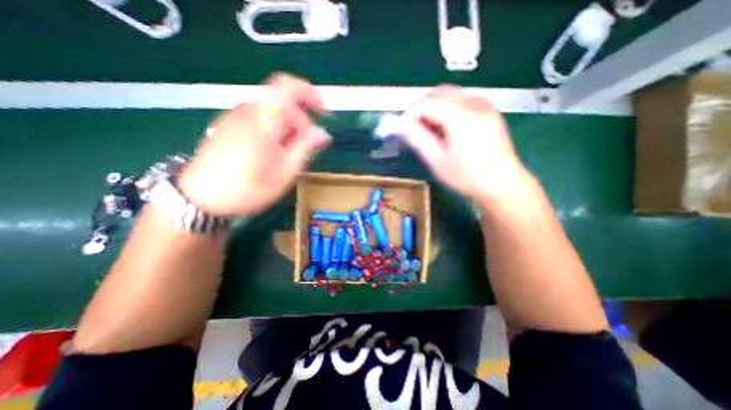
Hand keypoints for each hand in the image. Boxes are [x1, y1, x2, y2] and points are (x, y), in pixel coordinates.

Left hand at [178, 74, 330, 218]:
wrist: (199, 199)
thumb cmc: (246, 190)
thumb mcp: (284, 173)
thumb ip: (304, 149)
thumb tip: (322, 133)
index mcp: (263, 122)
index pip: (287, 87)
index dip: (309, 93)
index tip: (323, 112)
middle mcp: (247, 112)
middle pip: (283, 103)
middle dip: (301, 122)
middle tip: (307, 148)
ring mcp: (235, 117)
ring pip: (272, 112)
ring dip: (288, 129)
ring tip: (289, 155)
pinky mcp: (229, 125)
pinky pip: (260, 119)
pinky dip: (275, 130)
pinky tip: (273, 152)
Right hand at [398, 85, 531, 199]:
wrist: (502, 182)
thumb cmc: (468, 176)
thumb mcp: (438, 161)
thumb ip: (418, 139)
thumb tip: (401, 125)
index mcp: (462, 117)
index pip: (427, 103)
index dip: (409, 113)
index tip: (400, 128)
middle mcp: (475, 103)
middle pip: (439, 92)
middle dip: (420, 107)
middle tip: (412, 128)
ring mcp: (484, 104)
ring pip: (450, 94)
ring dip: (433, 107)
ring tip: (428, 129)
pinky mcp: (488, 109)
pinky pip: (460, 100)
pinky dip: (446, 108)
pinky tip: (444, 127)